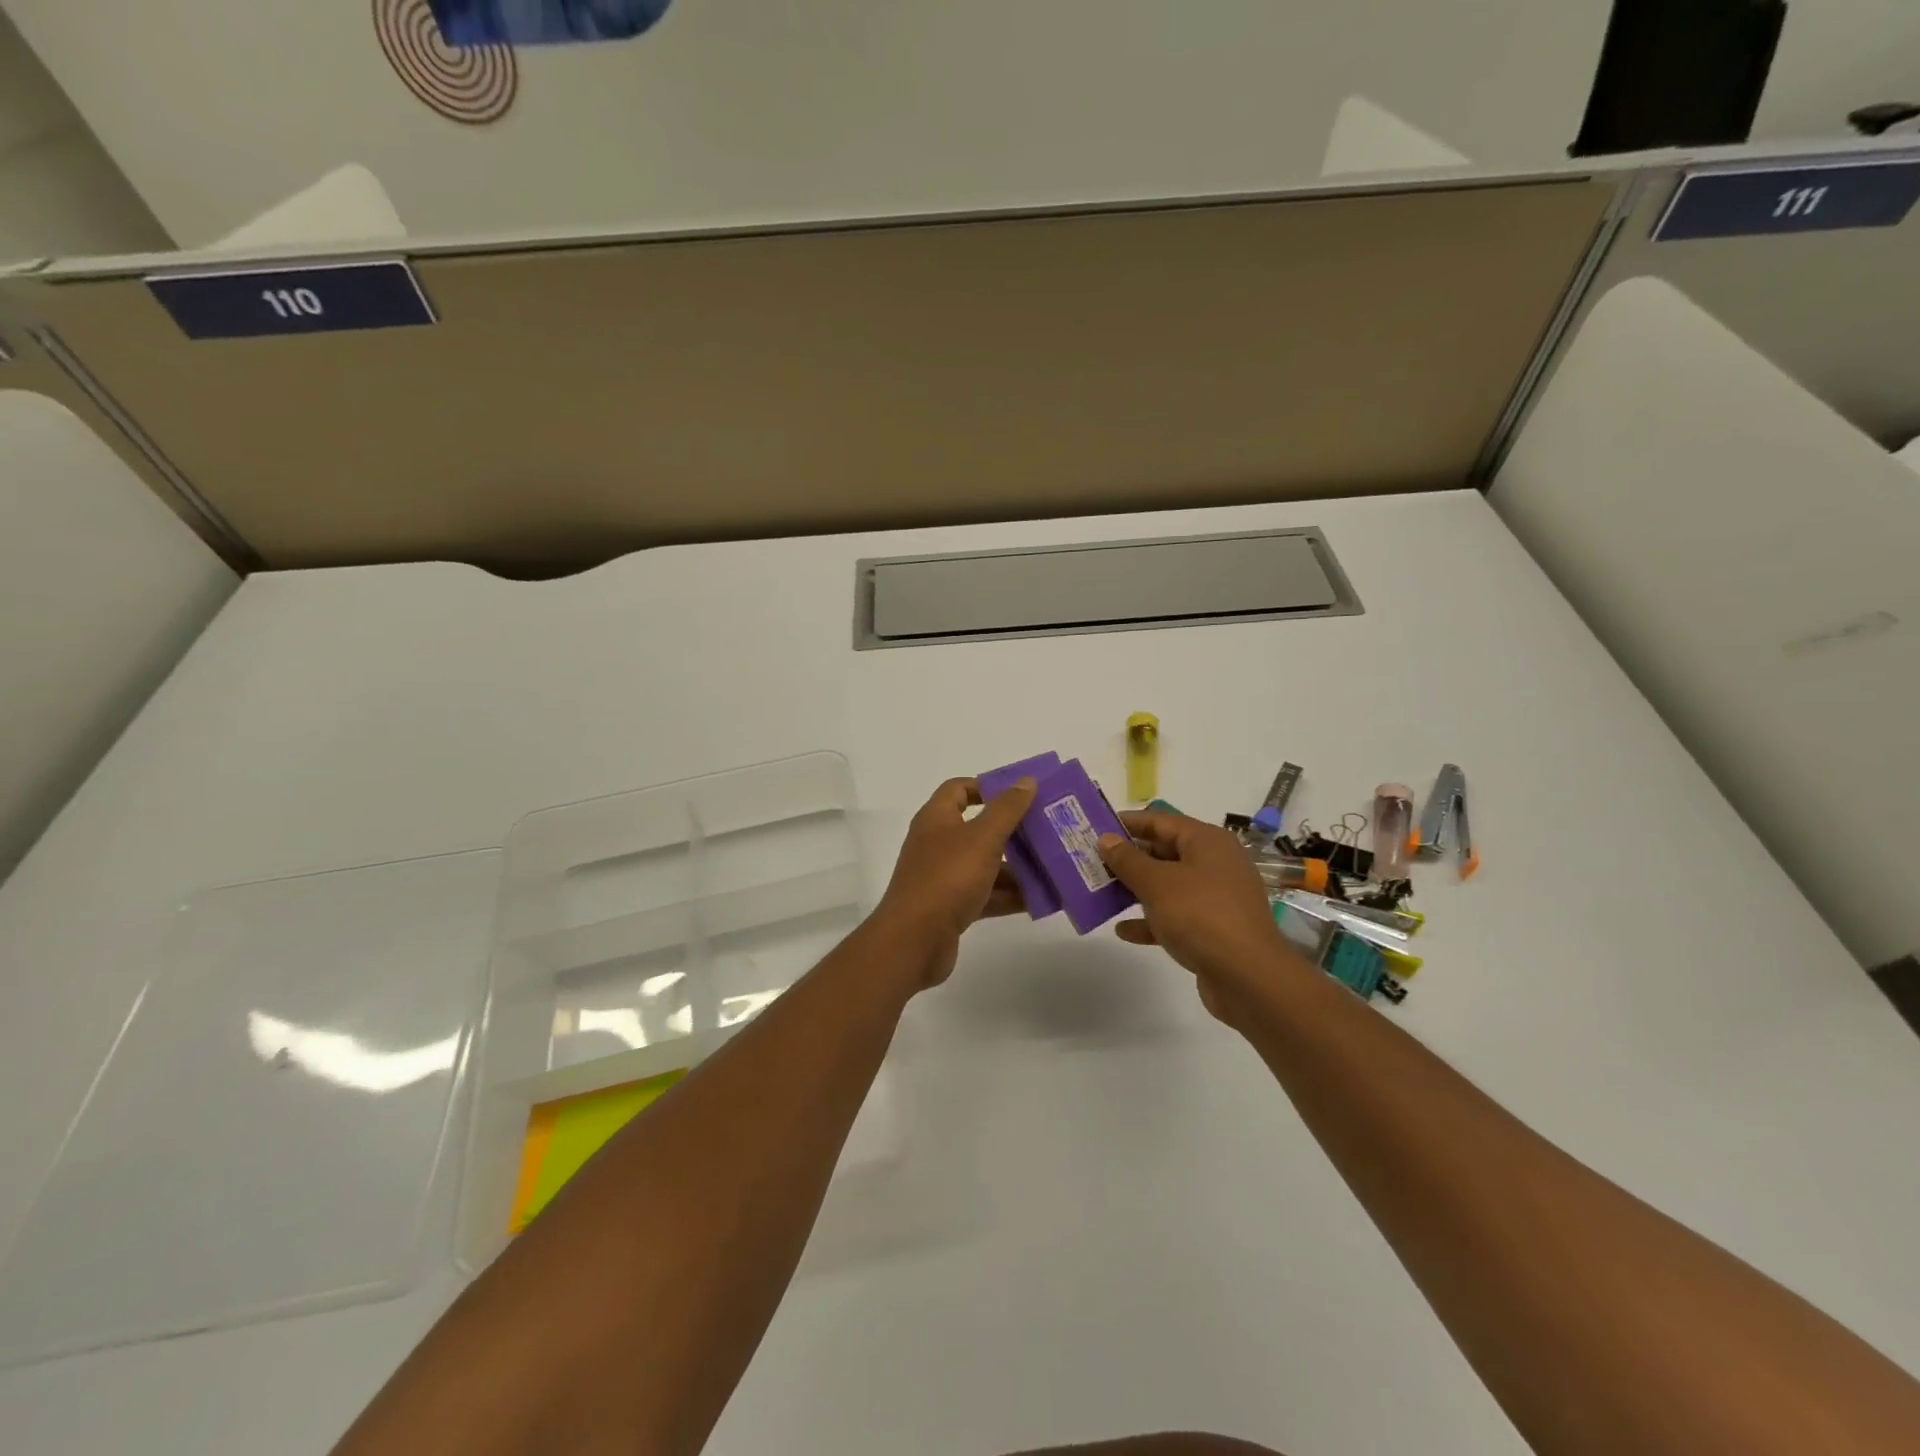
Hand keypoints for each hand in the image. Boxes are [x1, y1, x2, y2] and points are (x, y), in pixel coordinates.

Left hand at [872, 776, 1036, 987]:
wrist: (914, 941)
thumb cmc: (948, 878)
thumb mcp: (983, 838)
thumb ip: (1007, 809)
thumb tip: (1026, 780)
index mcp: (937, 818)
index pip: (959, 789)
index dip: (988, 787)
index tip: (1021, 795)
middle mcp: (937, 843)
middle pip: (978, 828)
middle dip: (1013, 831)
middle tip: (1048, 832)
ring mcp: (942, 877)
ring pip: (985, 864)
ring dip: (1016, 867)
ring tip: (1052, 868)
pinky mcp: (950, 907)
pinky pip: (984, 894)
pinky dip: (1008, 895)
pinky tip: (1039, 901)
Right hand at [1098, 810, 1310, 1018]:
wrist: (1249, 977)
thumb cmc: (1200, 916)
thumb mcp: (1157, 883)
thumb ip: (1128, 860)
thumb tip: (1106, 839)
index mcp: (1207, 841)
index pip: (1161, 821)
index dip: (1128, 823)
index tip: (1095, 828)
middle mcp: (1215, 863)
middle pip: (1165, 852)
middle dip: (1129, 859)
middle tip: (1093, 862)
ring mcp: (1217, 897)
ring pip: (1169, 885)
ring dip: (1137, 890)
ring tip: (1102, 893)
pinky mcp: (1214, 928)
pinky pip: (1176, 916)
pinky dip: (1152, 920)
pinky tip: (1124, 931)